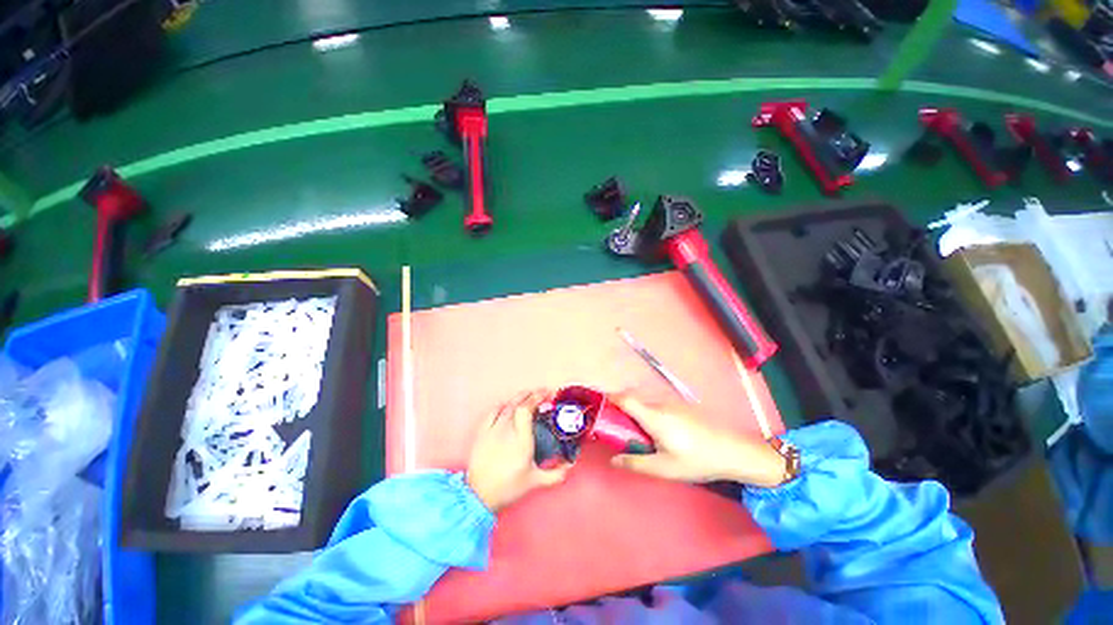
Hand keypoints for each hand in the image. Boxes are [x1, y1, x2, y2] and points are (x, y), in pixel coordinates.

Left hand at [466, 390, 572, 511]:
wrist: (479, 495)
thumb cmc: (508, 487)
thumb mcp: (535, 481)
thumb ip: (555, 474)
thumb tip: (571, 466)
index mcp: (522, 439)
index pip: (527, 409)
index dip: (537, 398)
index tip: (548, 394)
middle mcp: (507, 430)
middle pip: (518, 404)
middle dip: (531, 395)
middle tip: (542, 392)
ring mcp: (493, 430)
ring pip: (507, 406)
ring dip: (519, 397)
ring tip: (528, 394)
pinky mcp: (482, 433)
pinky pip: (492, 412)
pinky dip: (501, 405)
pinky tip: (507, 404)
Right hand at [610, 395, 785, 487]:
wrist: (734, 451)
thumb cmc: (697, 460)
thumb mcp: (665, 468)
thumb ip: (636, 463)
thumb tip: (613, 460)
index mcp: (653, 416)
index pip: (625, 398)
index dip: (609, 397)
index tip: (598, 404)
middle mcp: (660, 404)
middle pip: (633, 399)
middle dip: (620, 408)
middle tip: (615, 427)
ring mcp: (672, 403)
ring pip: (646, 402)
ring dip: (635, 412)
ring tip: (636, 433)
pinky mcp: (682, 407)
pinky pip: (657, 405)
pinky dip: (648, 413)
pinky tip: (657, 433)